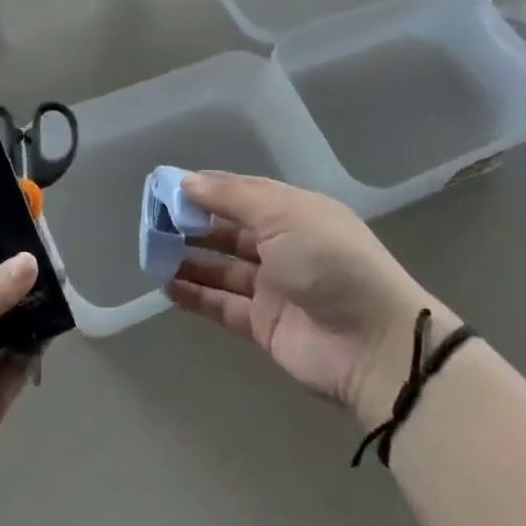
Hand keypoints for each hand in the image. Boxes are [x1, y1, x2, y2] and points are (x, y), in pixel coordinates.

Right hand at [167, 173, 445, 428]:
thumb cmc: (329, 262)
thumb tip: (187, 181)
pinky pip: (222, 304)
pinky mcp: (264, 325)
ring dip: (190, 258)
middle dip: (192, 223)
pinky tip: (166, 286)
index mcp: (294, 211)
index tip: (166, 187)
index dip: (205, 189)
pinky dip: (196, 295)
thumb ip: (232, 199)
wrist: (373, 345)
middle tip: (152, 221)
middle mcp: (283, 245)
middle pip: (229, 229)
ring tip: (153, 251)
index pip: (241, 192)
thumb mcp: (283, 215)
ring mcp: (273, 287)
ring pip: (222, 267)